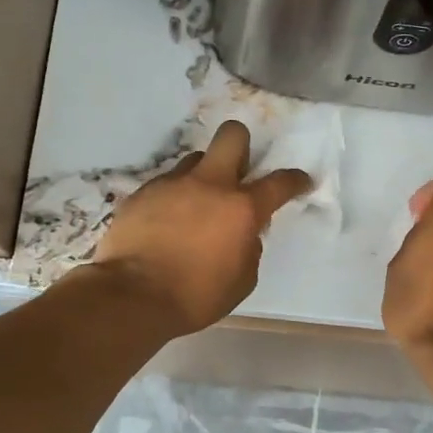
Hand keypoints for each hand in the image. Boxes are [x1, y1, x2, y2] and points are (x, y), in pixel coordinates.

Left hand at [89, 120, 311, 335]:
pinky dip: (173, 198)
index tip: (300, 181)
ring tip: (195, 206)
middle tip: (238, 173)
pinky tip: (166, 224)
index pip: (279, 182)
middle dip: (242, 145)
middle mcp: (209, 184)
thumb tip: (244, 233)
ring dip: (203, 176)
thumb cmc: (196, 296)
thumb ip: (249, 247)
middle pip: (232, 136)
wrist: (133, 296)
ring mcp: (172, 184)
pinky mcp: (142, 192)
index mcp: (241, 208)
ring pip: (195, 160)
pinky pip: (166, 184)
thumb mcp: (242, 280)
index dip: (295, 179)